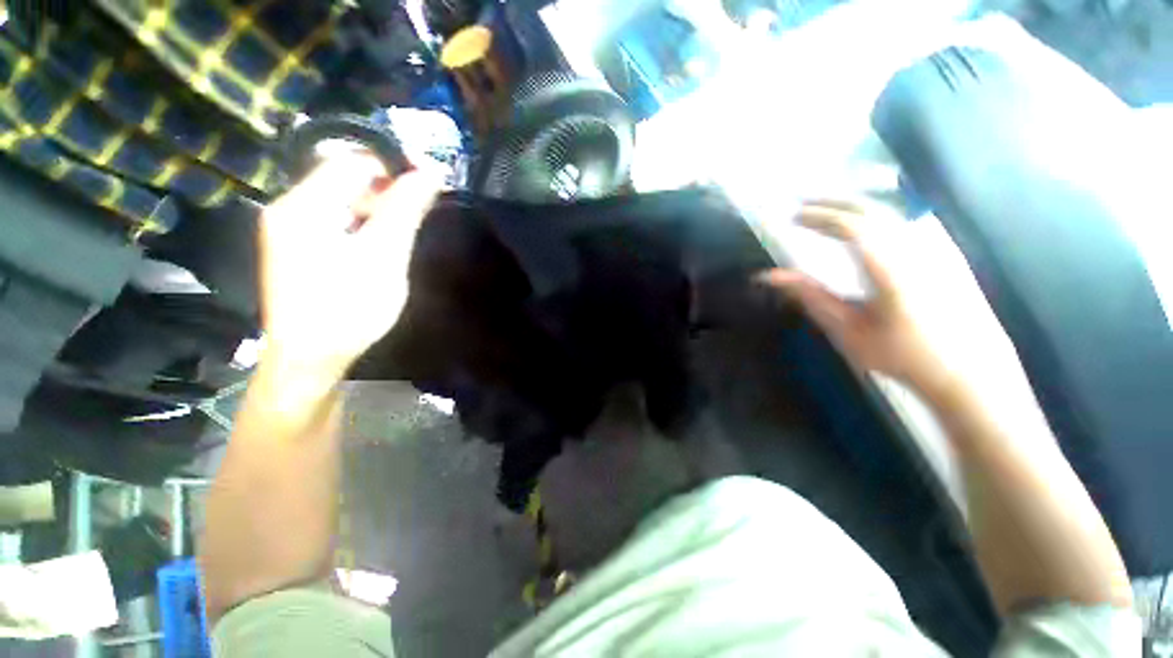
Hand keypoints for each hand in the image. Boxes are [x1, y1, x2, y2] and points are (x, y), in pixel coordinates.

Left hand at [259, 152, 441, 377]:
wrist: (310, 358)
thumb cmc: (349, 308)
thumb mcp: (384, 256)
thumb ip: (405, 210)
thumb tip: (430, 172)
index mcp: (305, 204)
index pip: (355, 160)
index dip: (395, 166)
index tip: (429, 184)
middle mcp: (290, 207)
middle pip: (345, 178)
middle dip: (387, 190)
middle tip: (419, 214)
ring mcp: (290, 228)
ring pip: (342, 199)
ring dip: (377, 208)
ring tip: (402, 234)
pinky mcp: (297, 247)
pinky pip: (335, 218)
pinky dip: (363, 223)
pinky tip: (379, 246)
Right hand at [763, 201, 954, 395]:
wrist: (970, 373)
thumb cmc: (902, 356)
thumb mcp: (847, 330)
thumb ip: (810, 297)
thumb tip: (770, 276)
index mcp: (891, 269)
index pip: (852, 226)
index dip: (819, 216)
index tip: (793, 217)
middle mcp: (917, 249)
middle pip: (872, 209)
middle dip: (834, 203)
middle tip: (803, 206)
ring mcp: (937, 248)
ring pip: (891, 212)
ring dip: (854, 206)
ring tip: (826, 211)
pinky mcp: (948, 253)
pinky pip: (906, 221)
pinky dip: (876, 215)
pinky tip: (864, 224)